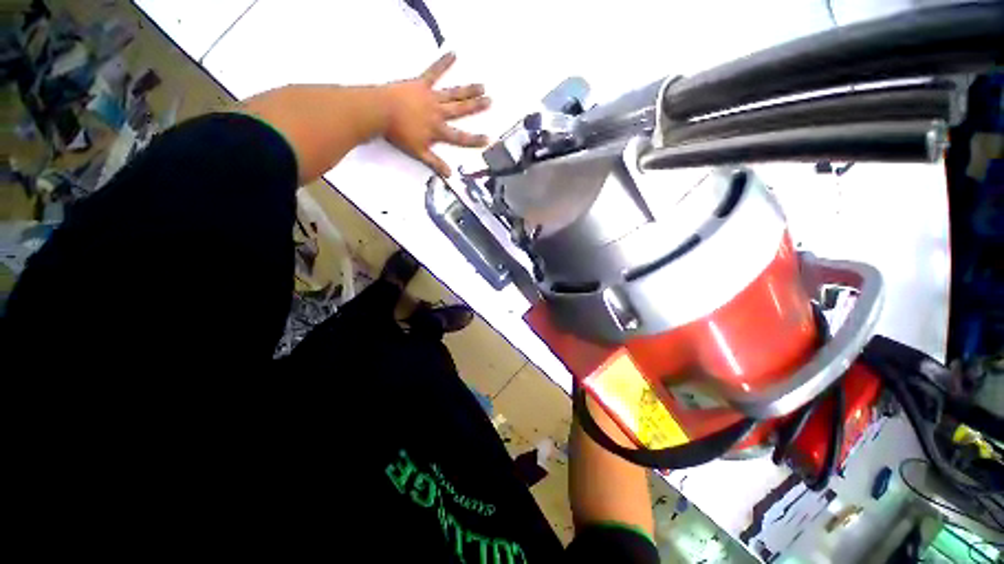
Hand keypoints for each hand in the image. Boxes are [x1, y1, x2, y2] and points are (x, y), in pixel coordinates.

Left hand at [381, 52, 490, 176]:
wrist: (380, 111)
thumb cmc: (399, 134)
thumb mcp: (418, 152)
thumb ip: (435, 162)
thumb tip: (450, 174)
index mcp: (438, 130)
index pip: (460, 137)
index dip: (475, 139)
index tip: (489, 139)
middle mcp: (439, 112)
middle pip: (461, 110)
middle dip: (476, 106)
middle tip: (490, 100)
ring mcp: (431, 97)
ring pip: (453, 93)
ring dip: (468, 90)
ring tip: (481, 85)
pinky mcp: (420, 84)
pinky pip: (433, 72)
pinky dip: (443, 63)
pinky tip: (453, 53)